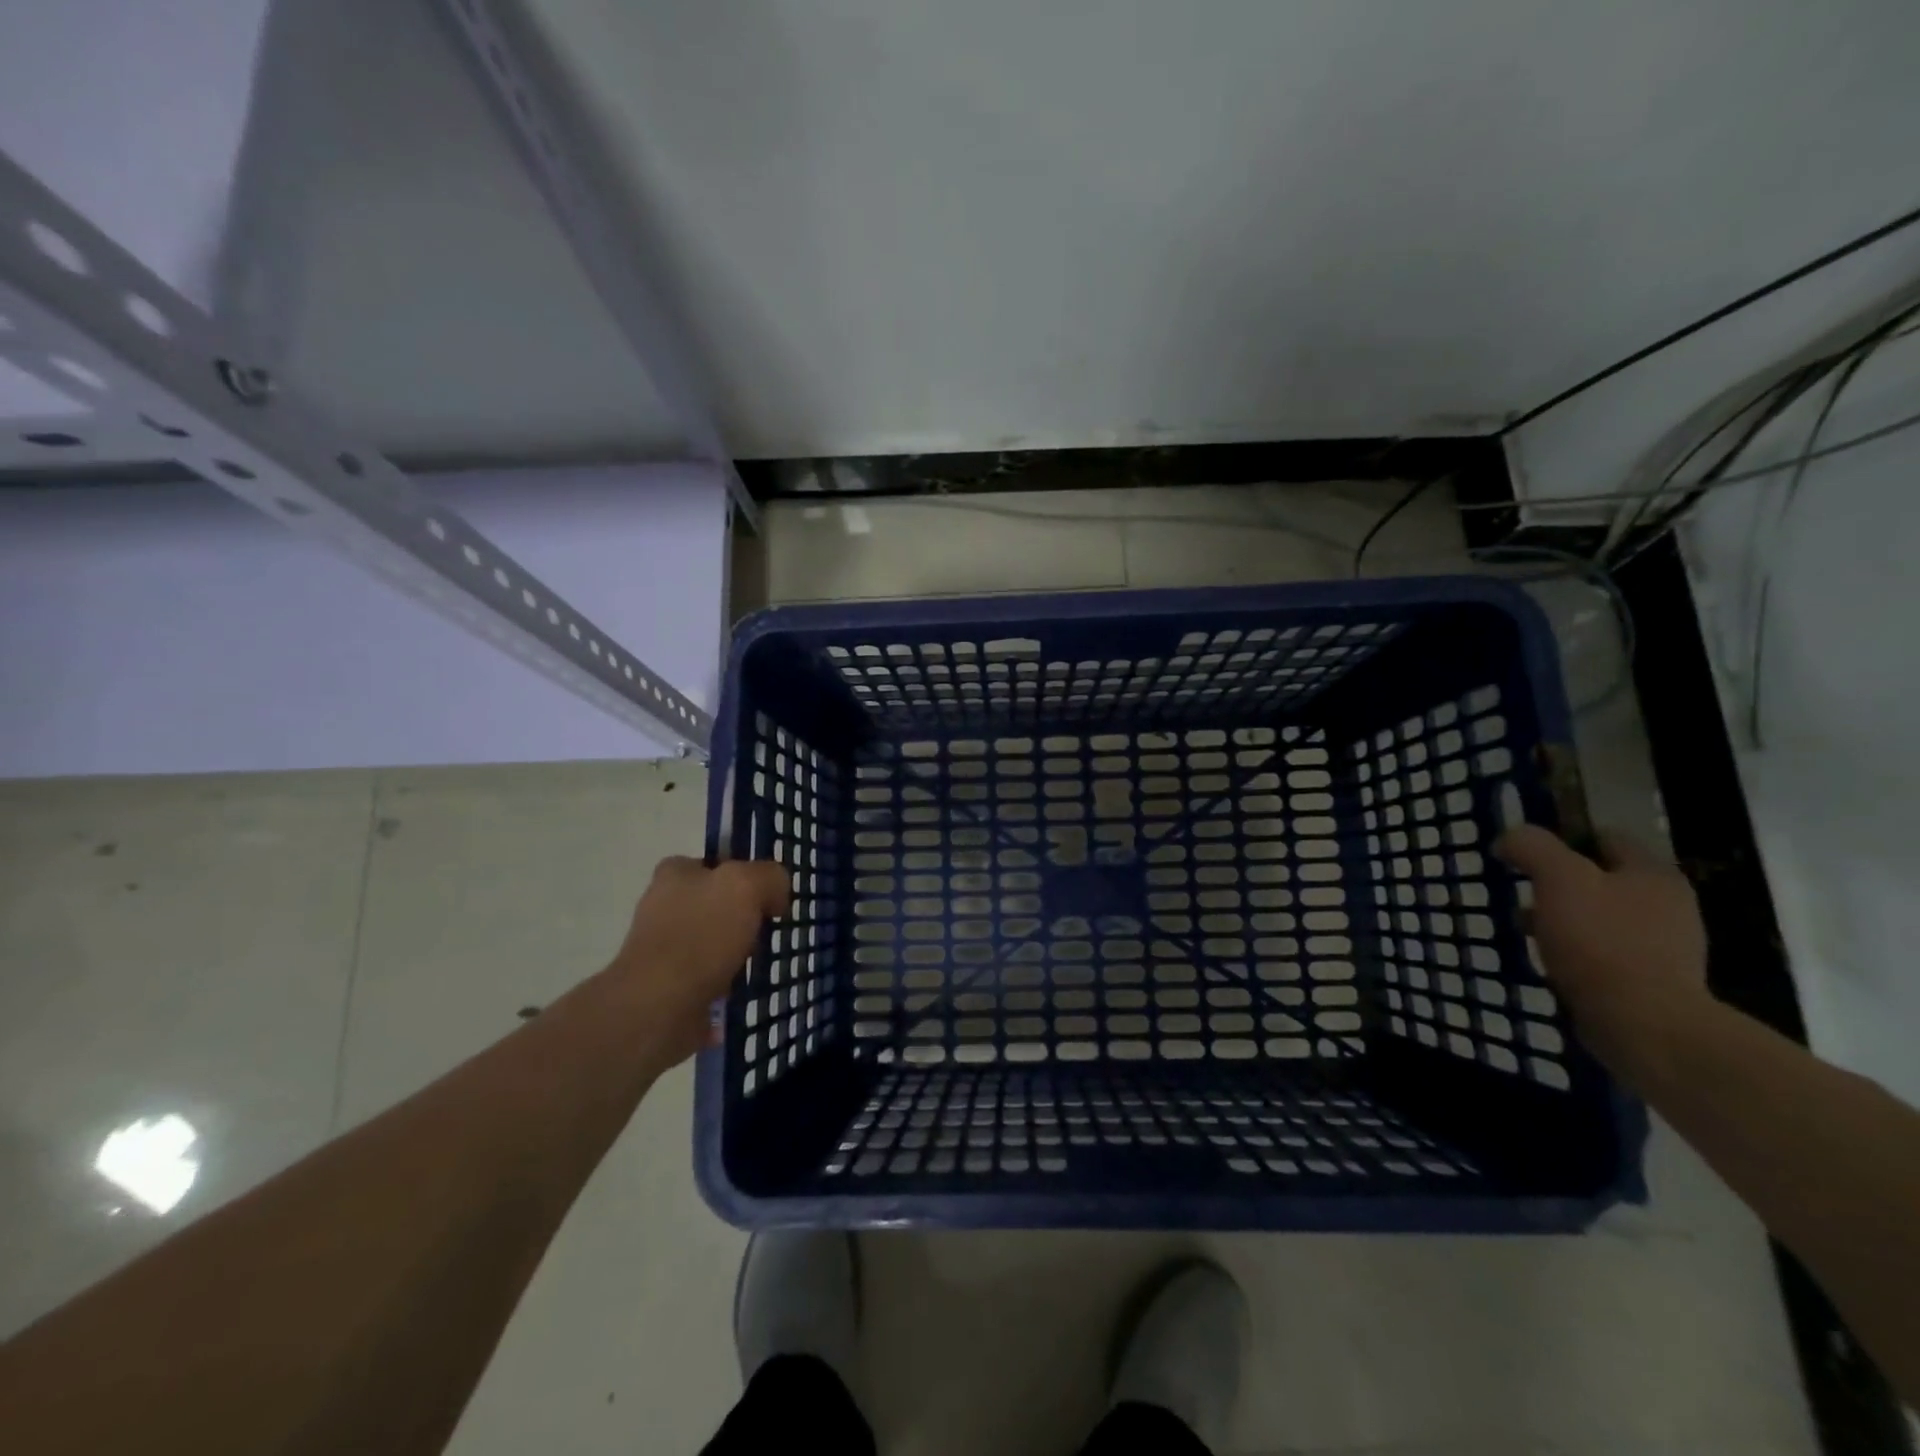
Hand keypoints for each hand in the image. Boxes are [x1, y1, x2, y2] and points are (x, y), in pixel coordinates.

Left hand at [602, 856, 790, 1071]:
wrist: (659, 1006)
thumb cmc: (701, 934)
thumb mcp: (747, 885)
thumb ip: (770, 877)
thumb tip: (776, 896)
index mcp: (674, 874)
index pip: (714, 864)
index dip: (745, 876)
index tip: (768, 898)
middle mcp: (663, 906)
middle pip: (717, 904)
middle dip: (743, 918)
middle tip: (769, 931)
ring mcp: (663, 948)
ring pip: (714, 942)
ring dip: (737, 954)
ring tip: (760, 965)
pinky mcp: (667, 986)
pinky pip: (709, 978)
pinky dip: (727, 984)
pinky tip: (743, 990)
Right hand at [1494, 825, 1711, 1080]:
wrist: (1644, 1025)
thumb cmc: (1601, 941)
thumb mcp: (1559, 879)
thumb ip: (1533, 847)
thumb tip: (1510, 838)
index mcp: (1653, 874)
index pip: (1604, 836)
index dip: (1561, 838)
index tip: (1524, 854)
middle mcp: (1668, 904)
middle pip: (1601, 878)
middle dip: (1558, 883)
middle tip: (1521, 892)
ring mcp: (1664, 946)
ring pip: (1600, 916)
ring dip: (1563, 918)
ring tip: (1527, 930)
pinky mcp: (1652, 980)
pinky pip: (1604, 951)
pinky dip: (1576, 951)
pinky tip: (1551, 961)